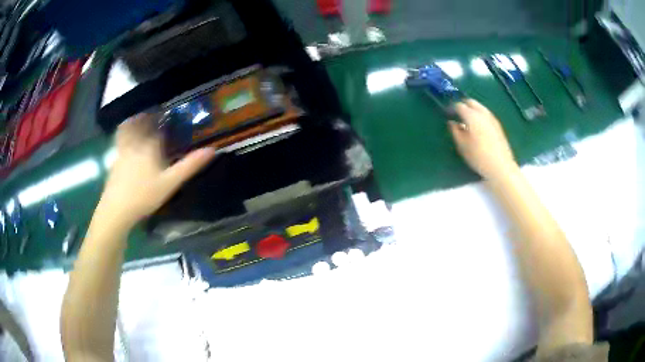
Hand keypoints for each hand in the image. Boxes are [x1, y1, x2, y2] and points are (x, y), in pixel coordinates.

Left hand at [97, 113, 215, 228]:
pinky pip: (120, 141)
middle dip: (147, 116)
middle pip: (140, 123)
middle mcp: (135, 144)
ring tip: (139, 121)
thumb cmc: (145, 195)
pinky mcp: (114, 162)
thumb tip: (212, 150)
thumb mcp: (170, 183)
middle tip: (153, 114)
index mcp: (149, 146)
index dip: (163, 119)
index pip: (158, 126)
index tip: (168, 115)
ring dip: (133, 122)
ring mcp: (122, 152)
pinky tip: (127, 143)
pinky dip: (124, 135)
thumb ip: (189, 166)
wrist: (117, 209)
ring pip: (127, 130)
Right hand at [448, 99, 517, 180]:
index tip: (448, 115)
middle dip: (463, 105)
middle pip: (471, 102)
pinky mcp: (498, 125)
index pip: (459, 105)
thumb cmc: (478, 156)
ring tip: (468, 121)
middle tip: (458, 115)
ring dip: (473, 110)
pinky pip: (486, 114)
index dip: (452, 108)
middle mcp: (482, 113)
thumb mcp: (462, 146)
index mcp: (472, 116)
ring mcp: (492, 118)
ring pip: (480, 107)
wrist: (500, 166)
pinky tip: (478, 127)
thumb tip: (452, 122)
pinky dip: (480, 116)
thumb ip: (455, 131)